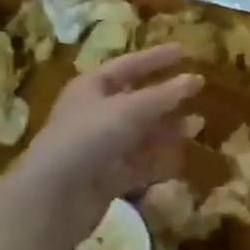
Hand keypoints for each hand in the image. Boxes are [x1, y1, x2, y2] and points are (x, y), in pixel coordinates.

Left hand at [9, 45, 202, 226]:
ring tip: (196, 126)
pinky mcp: (105, 178)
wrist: (52, 198)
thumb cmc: (88, 138)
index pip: (128, 65)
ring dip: (166, 130)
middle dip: (166, 98)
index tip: (183, 51)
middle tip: (197, 92)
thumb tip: (196, 78)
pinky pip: (137, 163)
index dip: (155, 58)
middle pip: (136, 100)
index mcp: (91, 87)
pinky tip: (180, 159)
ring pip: (139, 133)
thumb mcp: (129, 110)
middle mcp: (94, 114)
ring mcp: (99, 147)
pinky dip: (157, 160)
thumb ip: (164, 95)